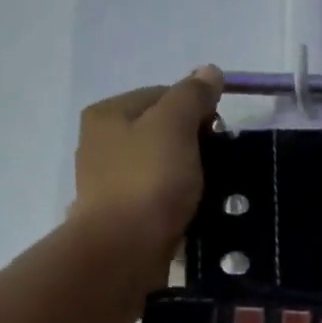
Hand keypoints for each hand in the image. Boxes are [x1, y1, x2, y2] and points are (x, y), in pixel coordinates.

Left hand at [72, 66, 222, 263]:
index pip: (163, 95)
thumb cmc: (149, 180)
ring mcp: (109, 183)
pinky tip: (192, 212)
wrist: (124, 251)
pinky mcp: (120, 218)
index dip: (197, 108)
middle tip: (217, 165)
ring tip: (210, 192)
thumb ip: (192, 95)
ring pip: (160, 167)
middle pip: (161, 131)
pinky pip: (157, 199)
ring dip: (187, 176)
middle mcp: (101, 144)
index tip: (220, 133)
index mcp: (108, 113)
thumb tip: (210, 71)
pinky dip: (176, 202)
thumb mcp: (175, 126)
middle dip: (193, 144)